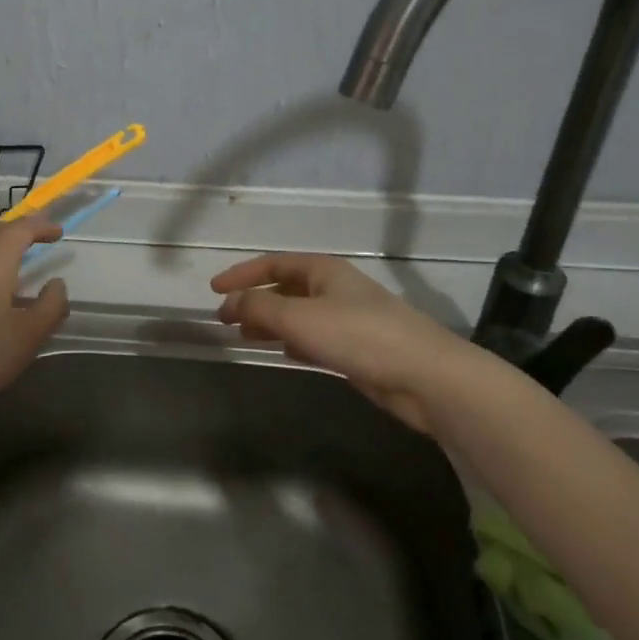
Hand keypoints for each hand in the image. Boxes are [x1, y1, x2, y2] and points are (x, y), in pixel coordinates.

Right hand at [210, 253, 479, 433]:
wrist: (424, 376)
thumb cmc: (358, 336)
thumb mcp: (299, 317)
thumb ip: (259, 307)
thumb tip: (229, 303)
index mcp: (323, 270)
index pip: (273, 263)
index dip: (241, 274)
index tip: (213, 290)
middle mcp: (335, 288)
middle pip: (286, 287)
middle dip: (254, 300)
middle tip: (226, 319)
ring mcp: (348, 318)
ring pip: (299, 314)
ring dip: (271, 322)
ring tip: (246, 337)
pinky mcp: (357, 348)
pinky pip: (315, 337)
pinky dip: (293, 341)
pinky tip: (283, 354)